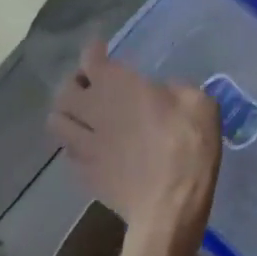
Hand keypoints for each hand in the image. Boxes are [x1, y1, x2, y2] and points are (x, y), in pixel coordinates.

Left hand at [50, 41, 220, 244]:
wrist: (169, 206)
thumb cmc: (187, 145)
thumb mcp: (199, 103)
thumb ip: (178, 89)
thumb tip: (166, 91)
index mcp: (118, 86)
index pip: (90, 60)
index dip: (93, 51)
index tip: (101, 49)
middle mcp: (93, 110)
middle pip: (64, 90)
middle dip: (74, 82)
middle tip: (90, 83)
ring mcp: (84, 144)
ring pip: (56, 122)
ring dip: (66, 113)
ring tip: (81, 114)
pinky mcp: (85, 174)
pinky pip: (68, 151)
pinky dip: (74, 143)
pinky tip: (89, 145)